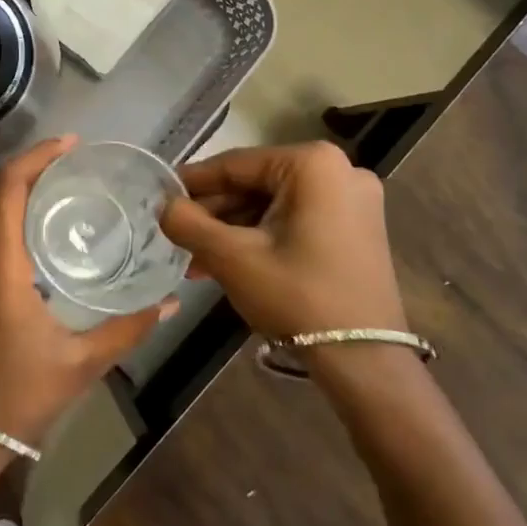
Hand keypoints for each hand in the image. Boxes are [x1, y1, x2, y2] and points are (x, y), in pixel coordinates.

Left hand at [0, 136, 176, 447]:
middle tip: (69, 162)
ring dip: (11, 190)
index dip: (36, 157)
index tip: (70, 145)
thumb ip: (128, 327)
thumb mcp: (82, 362)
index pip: (8, 189)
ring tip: (53, 187)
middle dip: (28, 167)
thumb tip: (171, 302)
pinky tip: (27, 228)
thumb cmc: (20, 396)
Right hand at [160, 142, 404, 338]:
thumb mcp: (232, 258)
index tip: (162, 196)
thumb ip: (188, 223)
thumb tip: (163, 205)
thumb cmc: (297, 296)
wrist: (365, 361)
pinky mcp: (357, 228)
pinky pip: (296, 219)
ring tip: (197, 260)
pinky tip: (231, 263)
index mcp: (312, 164)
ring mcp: (353, 200)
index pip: (236, 164)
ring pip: (274, 204)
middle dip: (215, 214)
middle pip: (256, 184)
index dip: (193, 182)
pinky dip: (263, 237)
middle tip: (179, 236)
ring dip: (234, 230)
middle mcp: (339, 170)